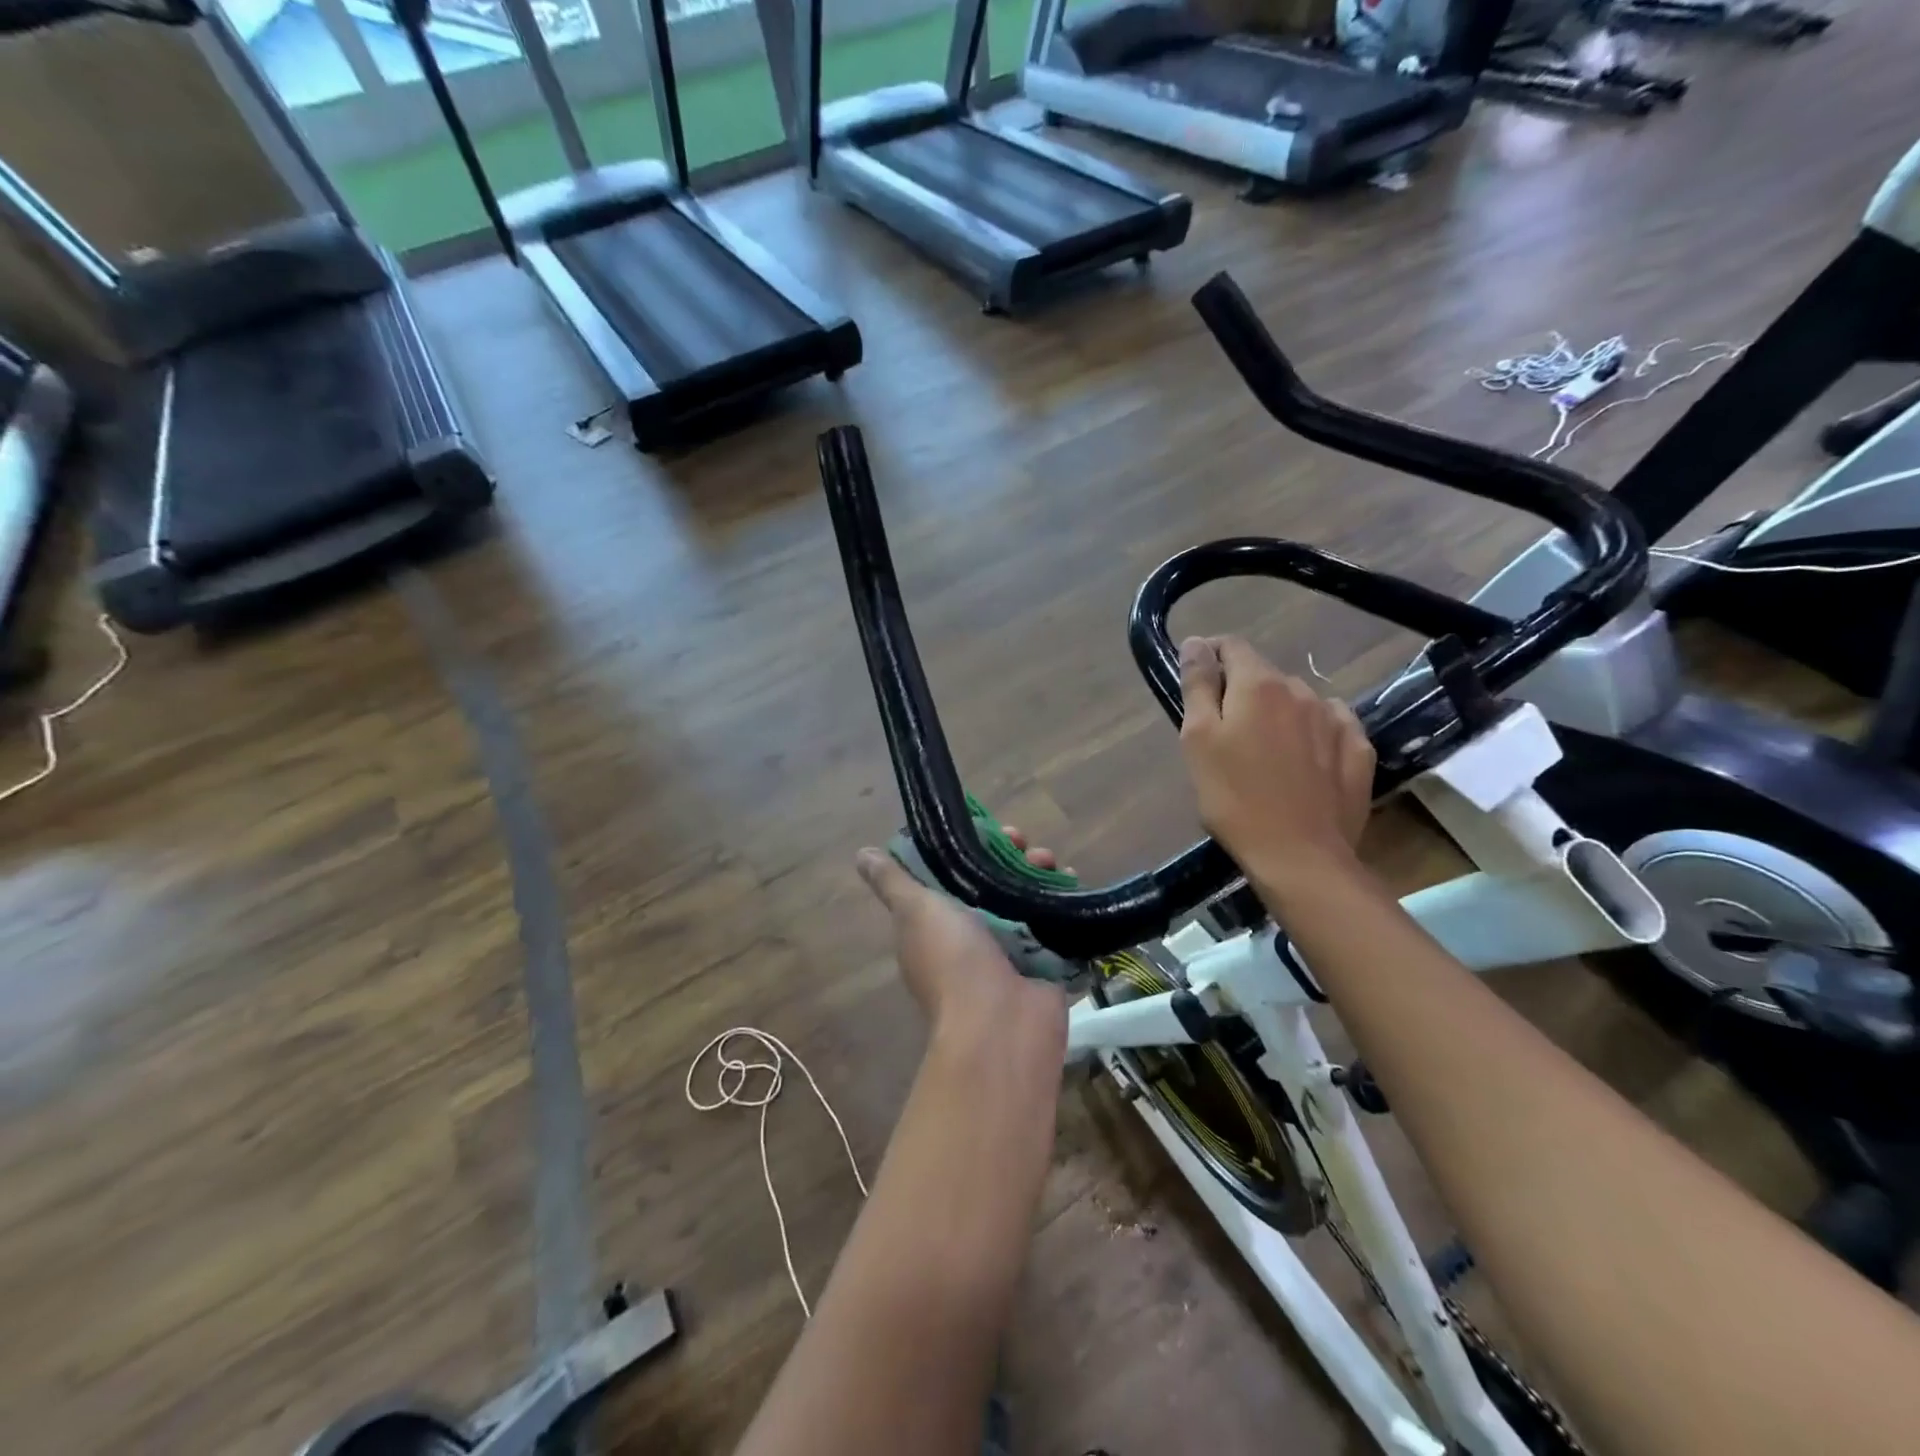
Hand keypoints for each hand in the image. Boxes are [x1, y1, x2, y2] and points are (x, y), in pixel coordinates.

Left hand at [856, 831, 1067, 1043]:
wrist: (1001, 1024)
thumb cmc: (953, 960)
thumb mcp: (916, 911)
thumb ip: (893, 882)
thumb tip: (863, 855)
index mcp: (935, 925)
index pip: (951, 873)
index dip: (969, 846)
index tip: (988, 830)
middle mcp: (969, 937)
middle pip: (992, 883)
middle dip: (1011, 857)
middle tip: (1028, 844)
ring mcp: (1008, 951)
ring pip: (1024, 899)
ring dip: (1038, 874)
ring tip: (1055, 864)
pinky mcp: (1042, 962)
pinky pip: (1052, 923)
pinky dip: (1061, 901)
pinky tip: (1071, 880)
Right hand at [1177, 635, 1374, 894]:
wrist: (1299, 856)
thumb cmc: (1234, 798)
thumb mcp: (1198, 740)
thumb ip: (1197, 685)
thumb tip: (1197, 643)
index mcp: (1258, 685)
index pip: (1231, 646)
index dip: (1210, 657)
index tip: (1198, 684)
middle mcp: (1301, 690)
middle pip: (1264, 676)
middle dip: (1242, 693)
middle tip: (1225, 735)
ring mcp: (1336, 719)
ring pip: (1298, 701)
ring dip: (1278, 713)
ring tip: (1265, 753)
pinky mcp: (1359, 750)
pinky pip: (1331, 725)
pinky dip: (1313, 733)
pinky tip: (1304, 761)